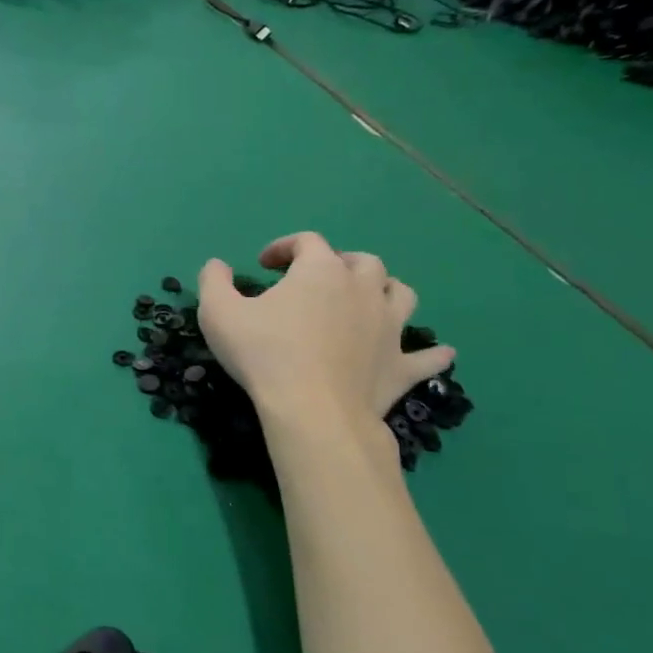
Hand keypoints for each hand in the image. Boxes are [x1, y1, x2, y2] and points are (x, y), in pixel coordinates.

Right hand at [198, 233, 454, 426]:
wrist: (311, 411)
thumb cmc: (263, 354)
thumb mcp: (218, 312)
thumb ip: (214, 281)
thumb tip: (217, 265)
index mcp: (320, 271)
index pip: (307, 242)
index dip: (284, 246)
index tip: (264, 264)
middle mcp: (362, 290)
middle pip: (362, 262)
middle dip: (340, 263)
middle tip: (317, 280)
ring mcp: (389, 328)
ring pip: (401, 294)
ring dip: (386, 291)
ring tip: (369, 301)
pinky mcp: (400, 366)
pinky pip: (427, 356)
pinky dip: (432, 353)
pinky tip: (438, 352)